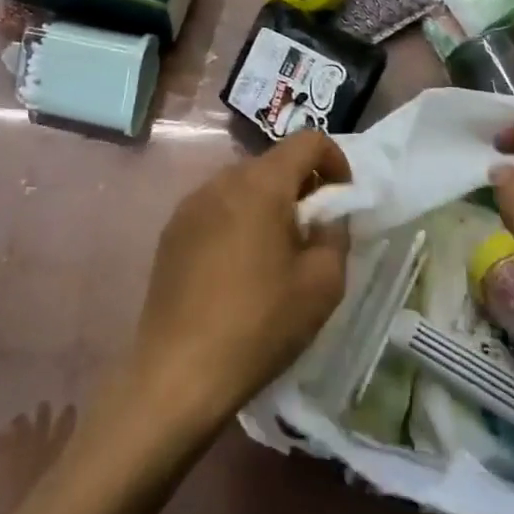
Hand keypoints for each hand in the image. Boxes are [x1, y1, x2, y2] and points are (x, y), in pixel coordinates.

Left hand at [127, 131, 350, 437]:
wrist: (178, 373)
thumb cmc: (259, 324)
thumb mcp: (322, 285)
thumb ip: (335, 236)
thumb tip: (327, 218)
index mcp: (262, 184)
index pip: (308, 141)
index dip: (335, 161)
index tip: (343, 199)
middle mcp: (222, 180)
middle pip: (273, 163)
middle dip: (301, 186)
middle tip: (313, 233)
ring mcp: (191, 204)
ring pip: (243, 186)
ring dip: (268, 204)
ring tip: (275, 254)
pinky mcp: (171, 231)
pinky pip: (216, 209)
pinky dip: (237, 221)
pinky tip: (238, 269)